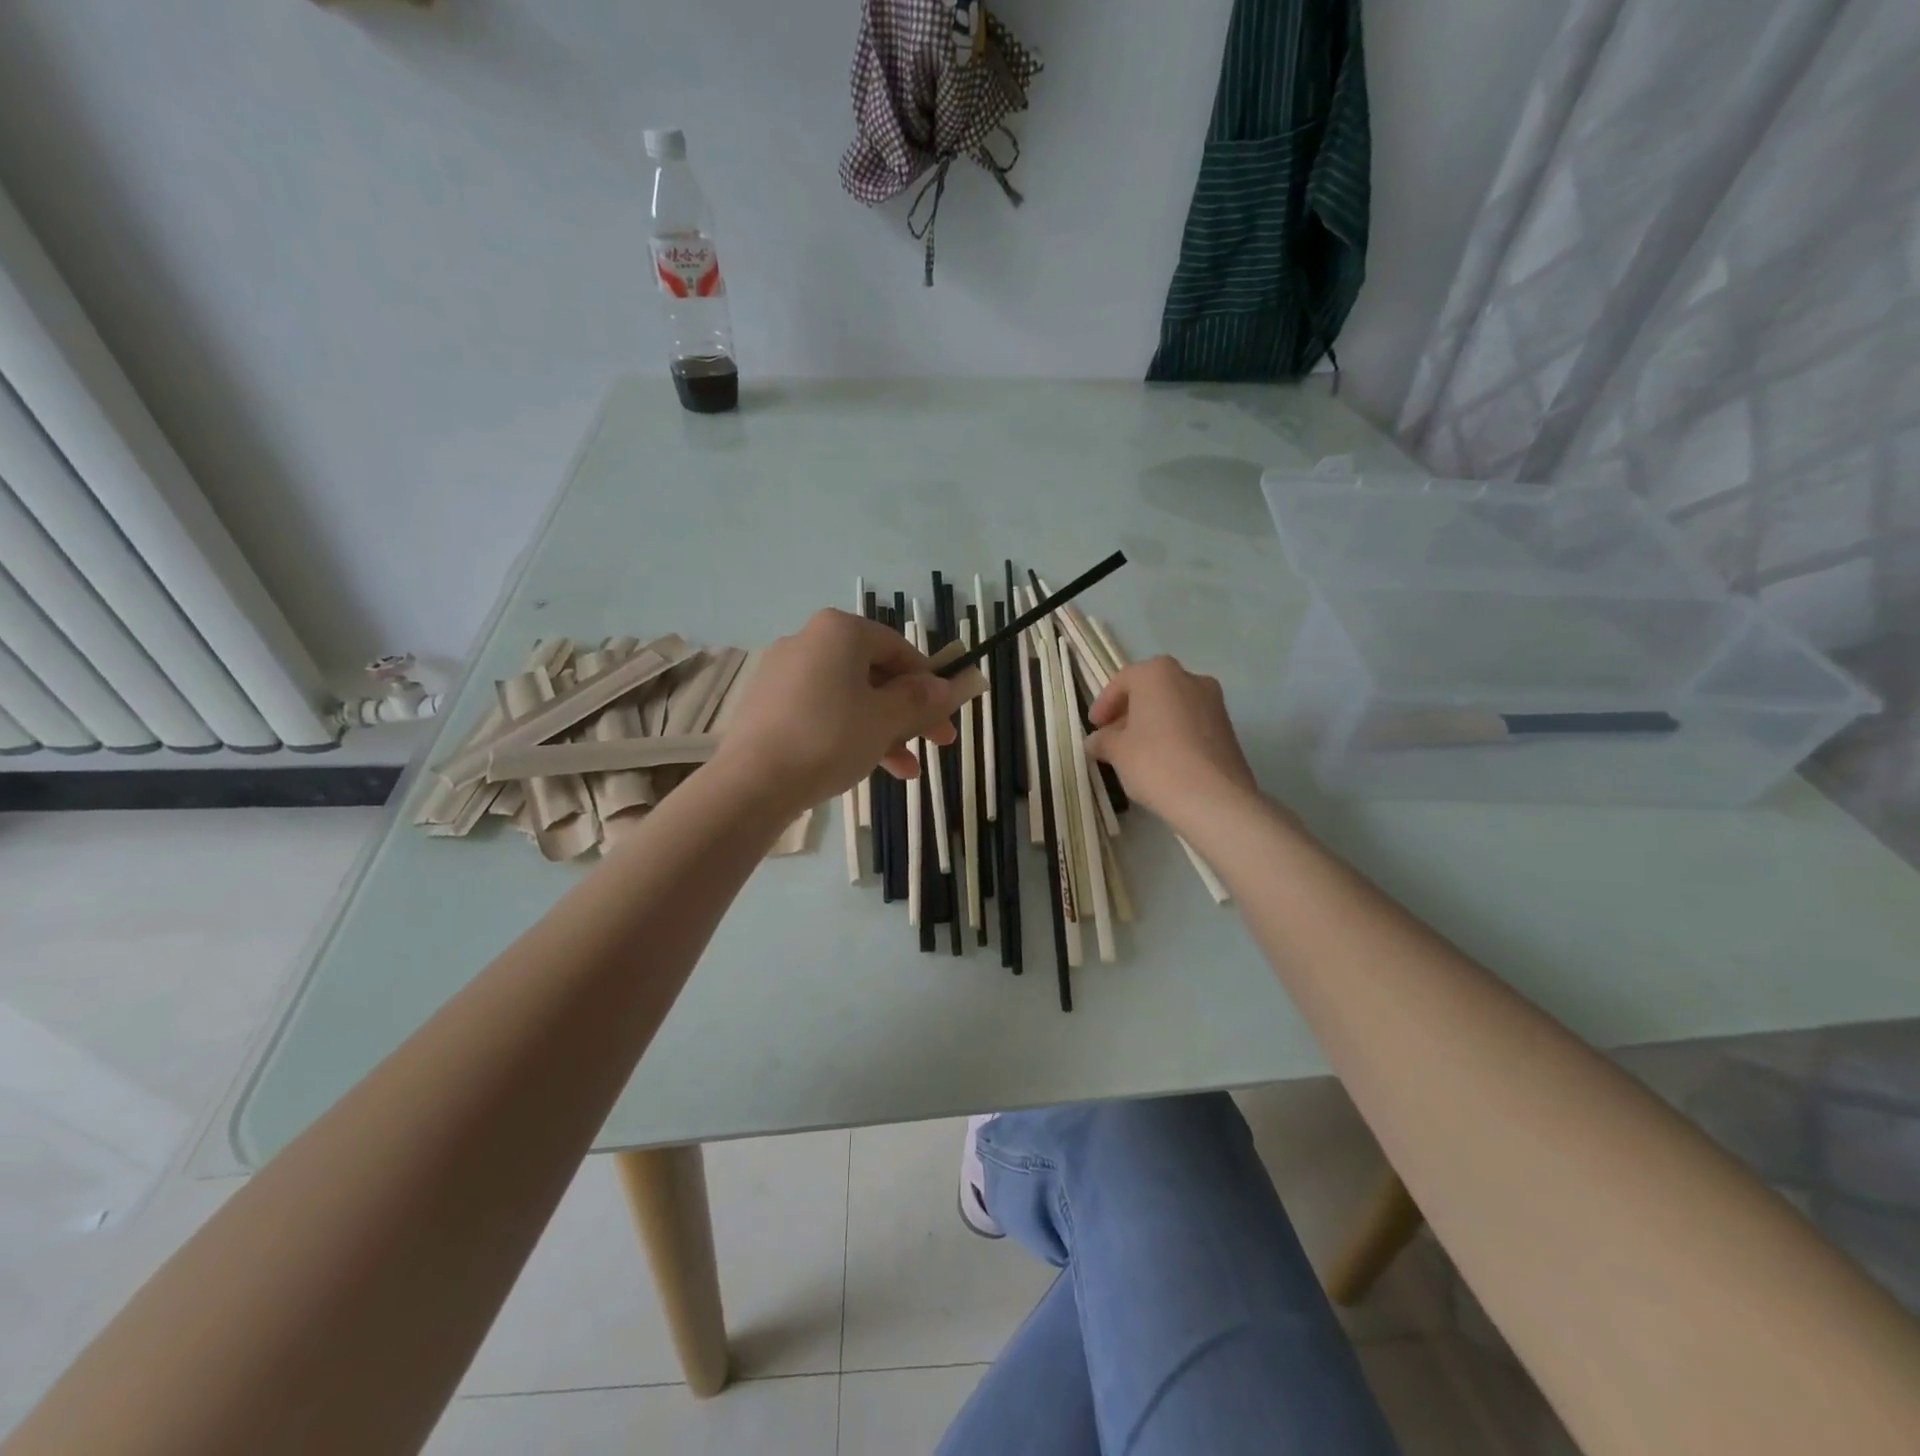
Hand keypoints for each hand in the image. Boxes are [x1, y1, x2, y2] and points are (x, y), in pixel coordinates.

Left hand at [715, 609, 964, 811]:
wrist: (753, 783)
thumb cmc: (830, 738)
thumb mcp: (886, 720)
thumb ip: (920, 699)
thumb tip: (944, 686)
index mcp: (839, 631)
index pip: (898, 648)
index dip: (929, 682)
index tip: (945, 714)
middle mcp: (809, 641)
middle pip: (874, 674)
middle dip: (909, 712)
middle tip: (937, 743)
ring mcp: (784, 673)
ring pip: (850, 697)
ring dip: (884, 730)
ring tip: (907, 771)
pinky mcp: (768, 704)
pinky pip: (822, 711)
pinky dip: (849, 733)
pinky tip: (869, 768)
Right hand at [1085, 656, 1256, 820]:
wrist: (1214, 798)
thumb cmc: (1155, 763)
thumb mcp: (1117, 752)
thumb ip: (1102, 740)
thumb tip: (1096, 741)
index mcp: (1158, 673)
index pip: (1123, 681)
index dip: (1104, 704)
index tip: (1094, 726)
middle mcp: (1189, 678)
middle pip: (1151, 690)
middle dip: (1129, 712)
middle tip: (1112, 737)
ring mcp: (1214, 702)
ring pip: (1173, 706)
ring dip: (1152, 723)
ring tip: (1136, 752)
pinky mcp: (1228, 727)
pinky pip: (1191, 723)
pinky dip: (1173, 734)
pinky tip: (1162, 760)